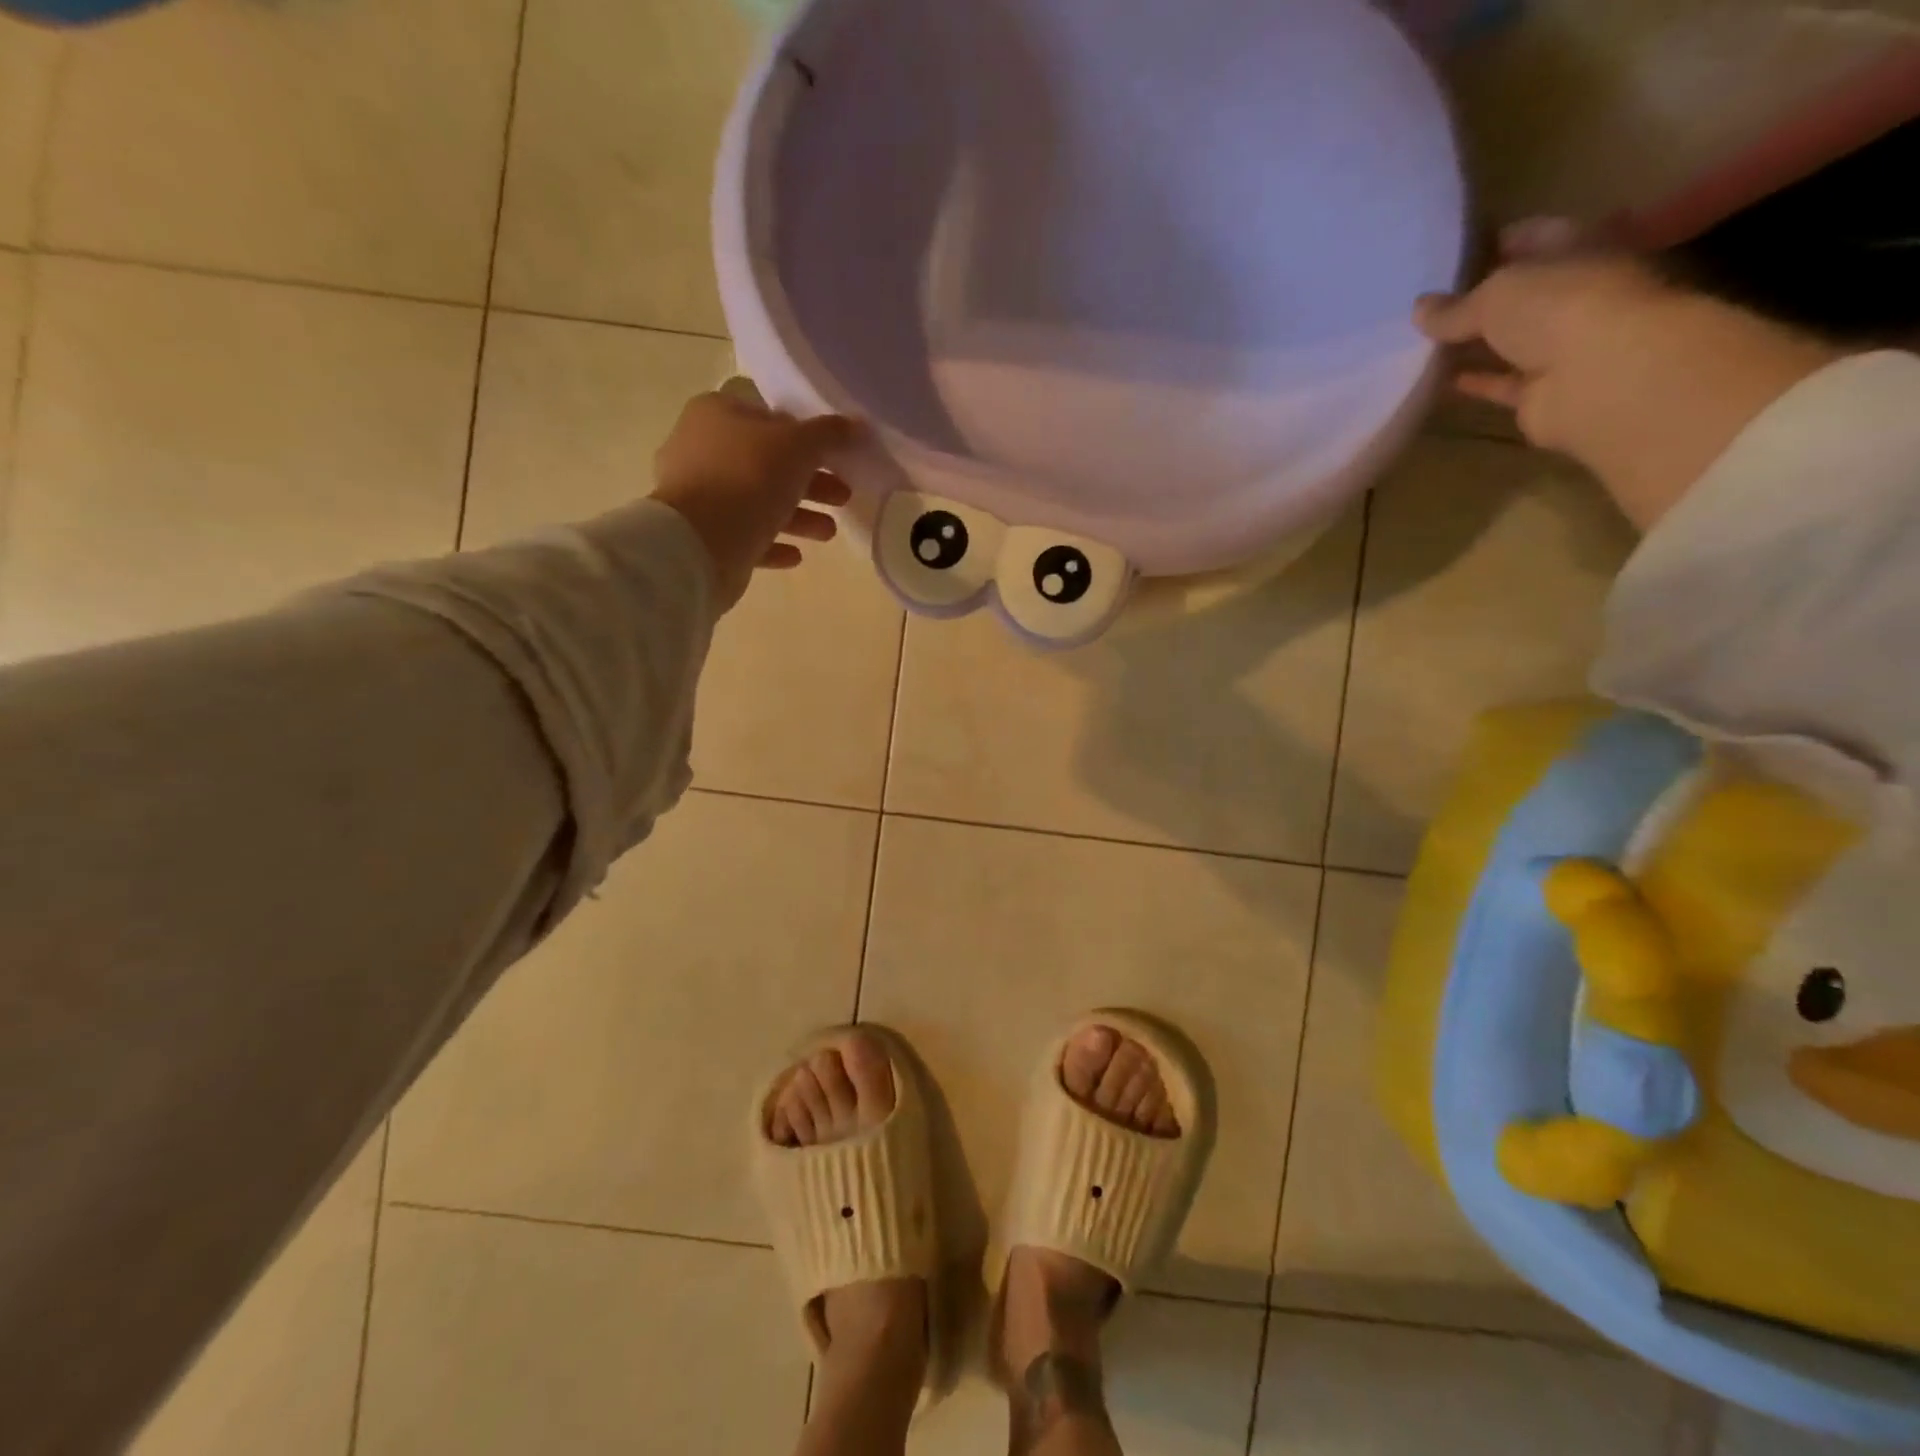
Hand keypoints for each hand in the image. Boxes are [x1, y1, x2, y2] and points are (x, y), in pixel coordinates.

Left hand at [651, 384, 859, 611]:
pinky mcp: (705, 535)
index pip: (770, 417)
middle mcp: (702, 448)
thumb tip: (857, 424)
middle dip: (811, 482)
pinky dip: (773, 542)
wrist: (700, 542)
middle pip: (768, 462)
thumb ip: (829, 434)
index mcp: (718, 414)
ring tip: (828, 532)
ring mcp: (700, 494)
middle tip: (843, 495)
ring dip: (799, 516)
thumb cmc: (749, 477)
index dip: (807, 436)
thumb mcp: (798, 445)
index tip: (837, 457)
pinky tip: (796, 555)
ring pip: (759, 501)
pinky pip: (746, 535)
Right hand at [1414, 219, 1844, 530]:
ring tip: (1423, 347)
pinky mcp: (1544, 403)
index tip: (1459, 248)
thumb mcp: (1504, 293)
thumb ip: (1462, 303)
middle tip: (1433, 302)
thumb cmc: (1569, 314)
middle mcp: (1578, 300)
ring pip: (1509, 343)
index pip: (1538, 239)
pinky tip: (1437, 385)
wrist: (1615, 384)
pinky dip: (1471, 386)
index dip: (1501, 241)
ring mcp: (1563, 354)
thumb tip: (1419, 312)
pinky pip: (1498, 387)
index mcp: (1581, 256)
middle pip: (1525, 294)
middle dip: (1483, 297)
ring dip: (1472, 345)